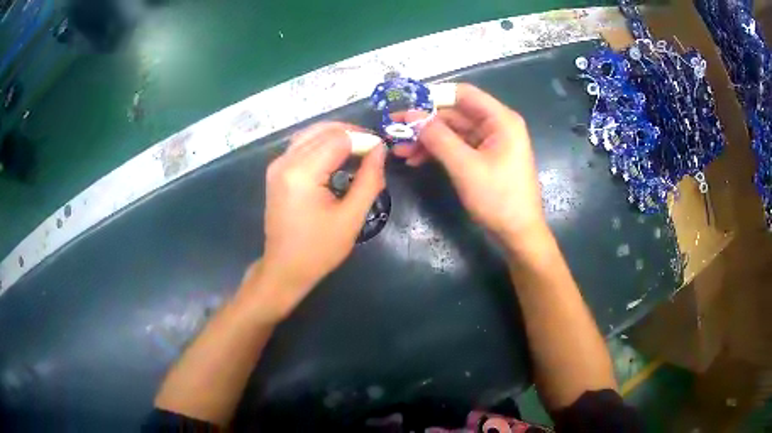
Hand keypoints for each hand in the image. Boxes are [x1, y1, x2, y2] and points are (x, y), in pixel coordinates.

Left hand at [245, 122, 386, 320]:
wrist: (285, 268)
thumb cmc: (319, 249)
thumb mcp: (351, 217)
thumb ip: (369, 179)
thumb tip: (380, 150)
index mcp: (302, 173)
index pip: (338, 138)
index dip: (364, 139)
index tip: (382, 150)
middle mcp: (285, 161)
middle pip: (324, 130)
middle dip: (351, 134)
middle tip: (373, 149)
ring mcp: (278, 164)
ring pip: (312, 133)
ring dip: (337, 136)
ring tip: (359, 150)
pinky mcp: (276, 170)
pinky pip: (302, 144)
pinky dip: (322, 144)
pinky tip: (337, 156)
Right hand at [393, 84, 547, 249]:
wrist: (518, 234)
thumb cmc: (498, 199)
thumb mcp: (465, 167)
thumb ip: (438, 138)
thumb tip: (412, 116)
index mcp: (500, 119)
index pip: (463, 94)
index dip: (433, 96)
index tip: (406, 105)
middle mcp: (496, 125)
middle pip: (455, 113)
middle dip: (425, 123)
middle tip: (394, 131)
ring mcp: (489, 142)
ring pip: (452, 131)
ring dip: (427, 139)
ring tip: (400, 151)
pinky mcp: (483, 158)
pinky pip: (457, 147)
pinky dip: (437, 152)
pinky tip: (416, 160)